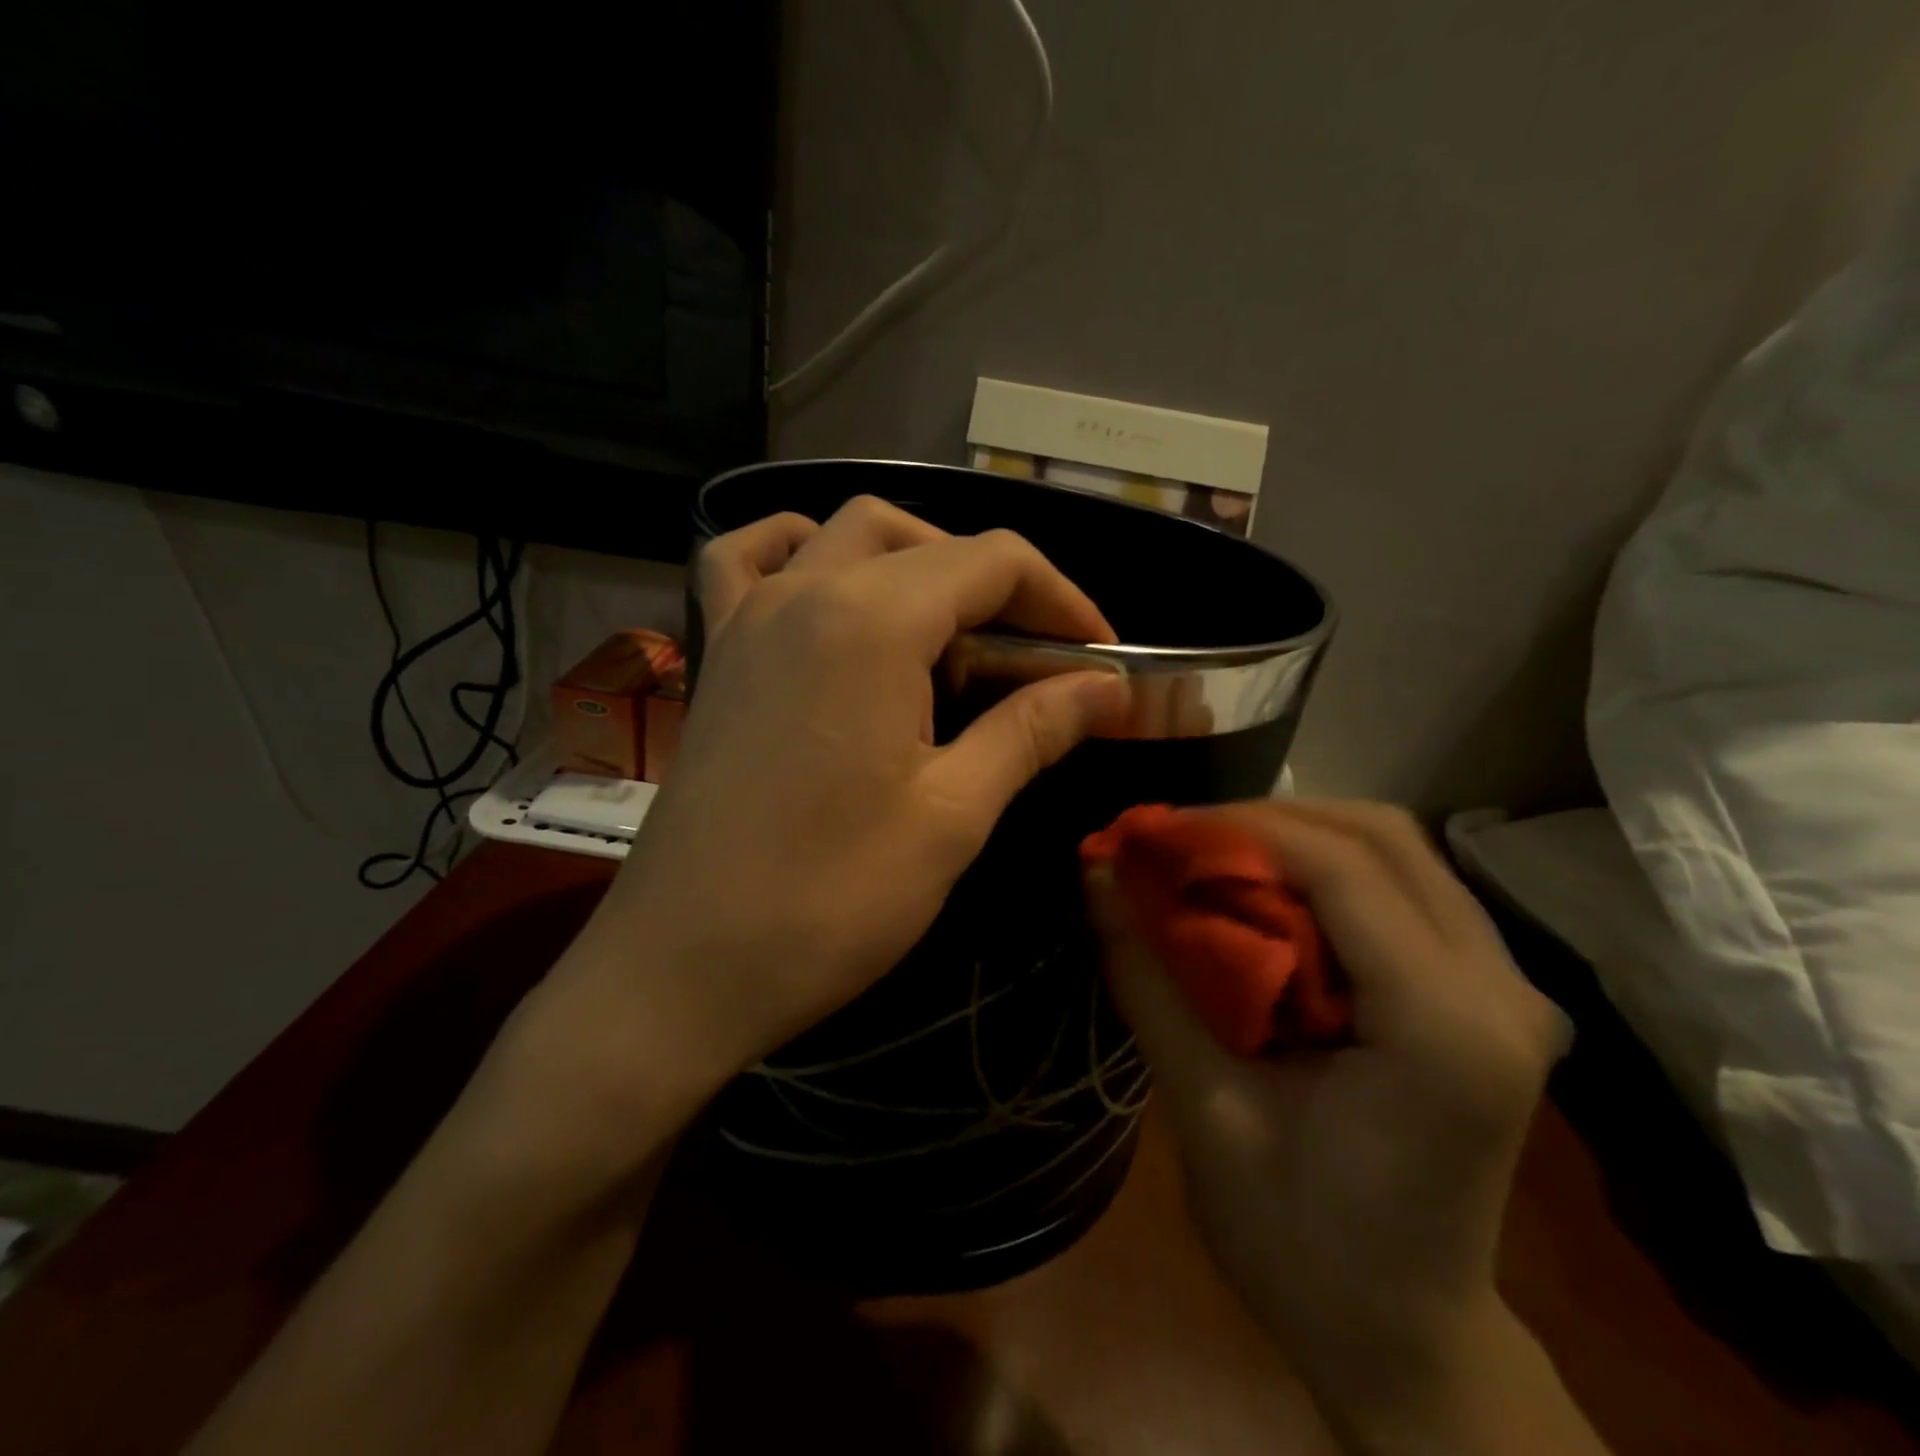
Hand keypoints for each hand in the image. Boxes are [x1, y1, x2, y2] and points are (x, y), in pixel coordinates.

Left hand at [543, 497, 1129, 1121]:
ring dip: (913, 558)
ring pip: (843, 534)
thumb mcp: (952, 816)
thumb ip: (1031, 731)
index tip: (1101, 659)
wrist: (683, 967)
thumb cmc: (829, 900)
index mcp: (871, 621)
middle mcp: (805, 591)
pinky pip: (751, 560)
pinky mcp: (717, 653)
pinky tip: (831, 590)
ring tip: (949, 629)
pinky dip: (802, 552)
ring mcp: (748, 615)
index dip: (1063, 600)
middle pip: (924, 540)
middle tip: (1036, 656)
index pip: (993, 562)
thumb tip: (1106, 688)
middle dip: (998, 582)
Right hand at [1089, 800, 1569, 1428]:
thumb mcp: (1206, 1112)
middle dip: (1270, 818)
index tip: (1156, 830)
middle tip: (1183, 840)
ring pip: (1400, 849)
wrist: (1406, 1340)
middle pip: (1384, 836)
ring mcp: (1510, 988)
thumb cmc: (1301, 1247)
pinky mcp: (1491, 994)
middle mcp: (1501, 990)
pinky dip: (1329, 868)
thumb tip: (1096, 874)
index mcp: (1444, 1030)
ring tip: (1216, 857)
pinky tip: (1270, 894)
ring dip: (1299, 835)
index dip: (1239, 828)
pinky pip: (1406, 886)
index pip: (1342, 870)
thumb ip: (1149, 981)